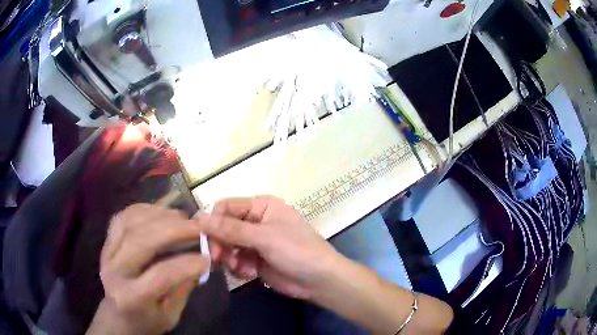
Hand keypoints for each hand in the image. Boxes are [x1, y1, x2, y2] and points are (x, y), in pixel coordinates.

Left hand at [89, 204, 208, 334]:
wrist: (118, 314)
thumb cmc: (147, 320)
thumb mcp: (170, 316)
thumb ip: (183, 289)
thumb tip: (200, 259)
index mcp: (131, 297)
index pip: (159, 275)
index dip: (186, 264)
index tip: (207, 258)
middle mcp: (114, 270)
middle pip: (141, 240)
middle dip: (173, 229)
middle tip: (198, 227)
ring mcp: (107, 251)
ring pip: (131, 222)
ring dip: (160, 215)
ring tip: (183, 218)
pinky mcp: (107, 240)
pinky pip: (124, 216)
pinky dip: (145, 209)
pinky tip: (161, 213)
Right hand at [196, 196, 340, 299]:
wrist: (320, 280)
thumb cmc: (297, 251)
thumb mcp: (264, 237)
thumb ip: (231, 229)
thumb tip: (199, 219)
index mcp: (261, 206)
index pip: (226, 207)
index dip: (211, 220)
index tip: (199, 237)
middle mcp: (256, 221)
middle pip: (224, 228)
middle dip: (220, 243)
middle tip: (218, 257)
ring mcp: (255, 242)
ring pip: (228, 246)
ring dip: (229, 257)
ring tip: (239, 267)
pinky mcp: (255, 260)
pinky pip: (236, 261)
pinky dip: (238, 268)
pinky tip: (249, 274)